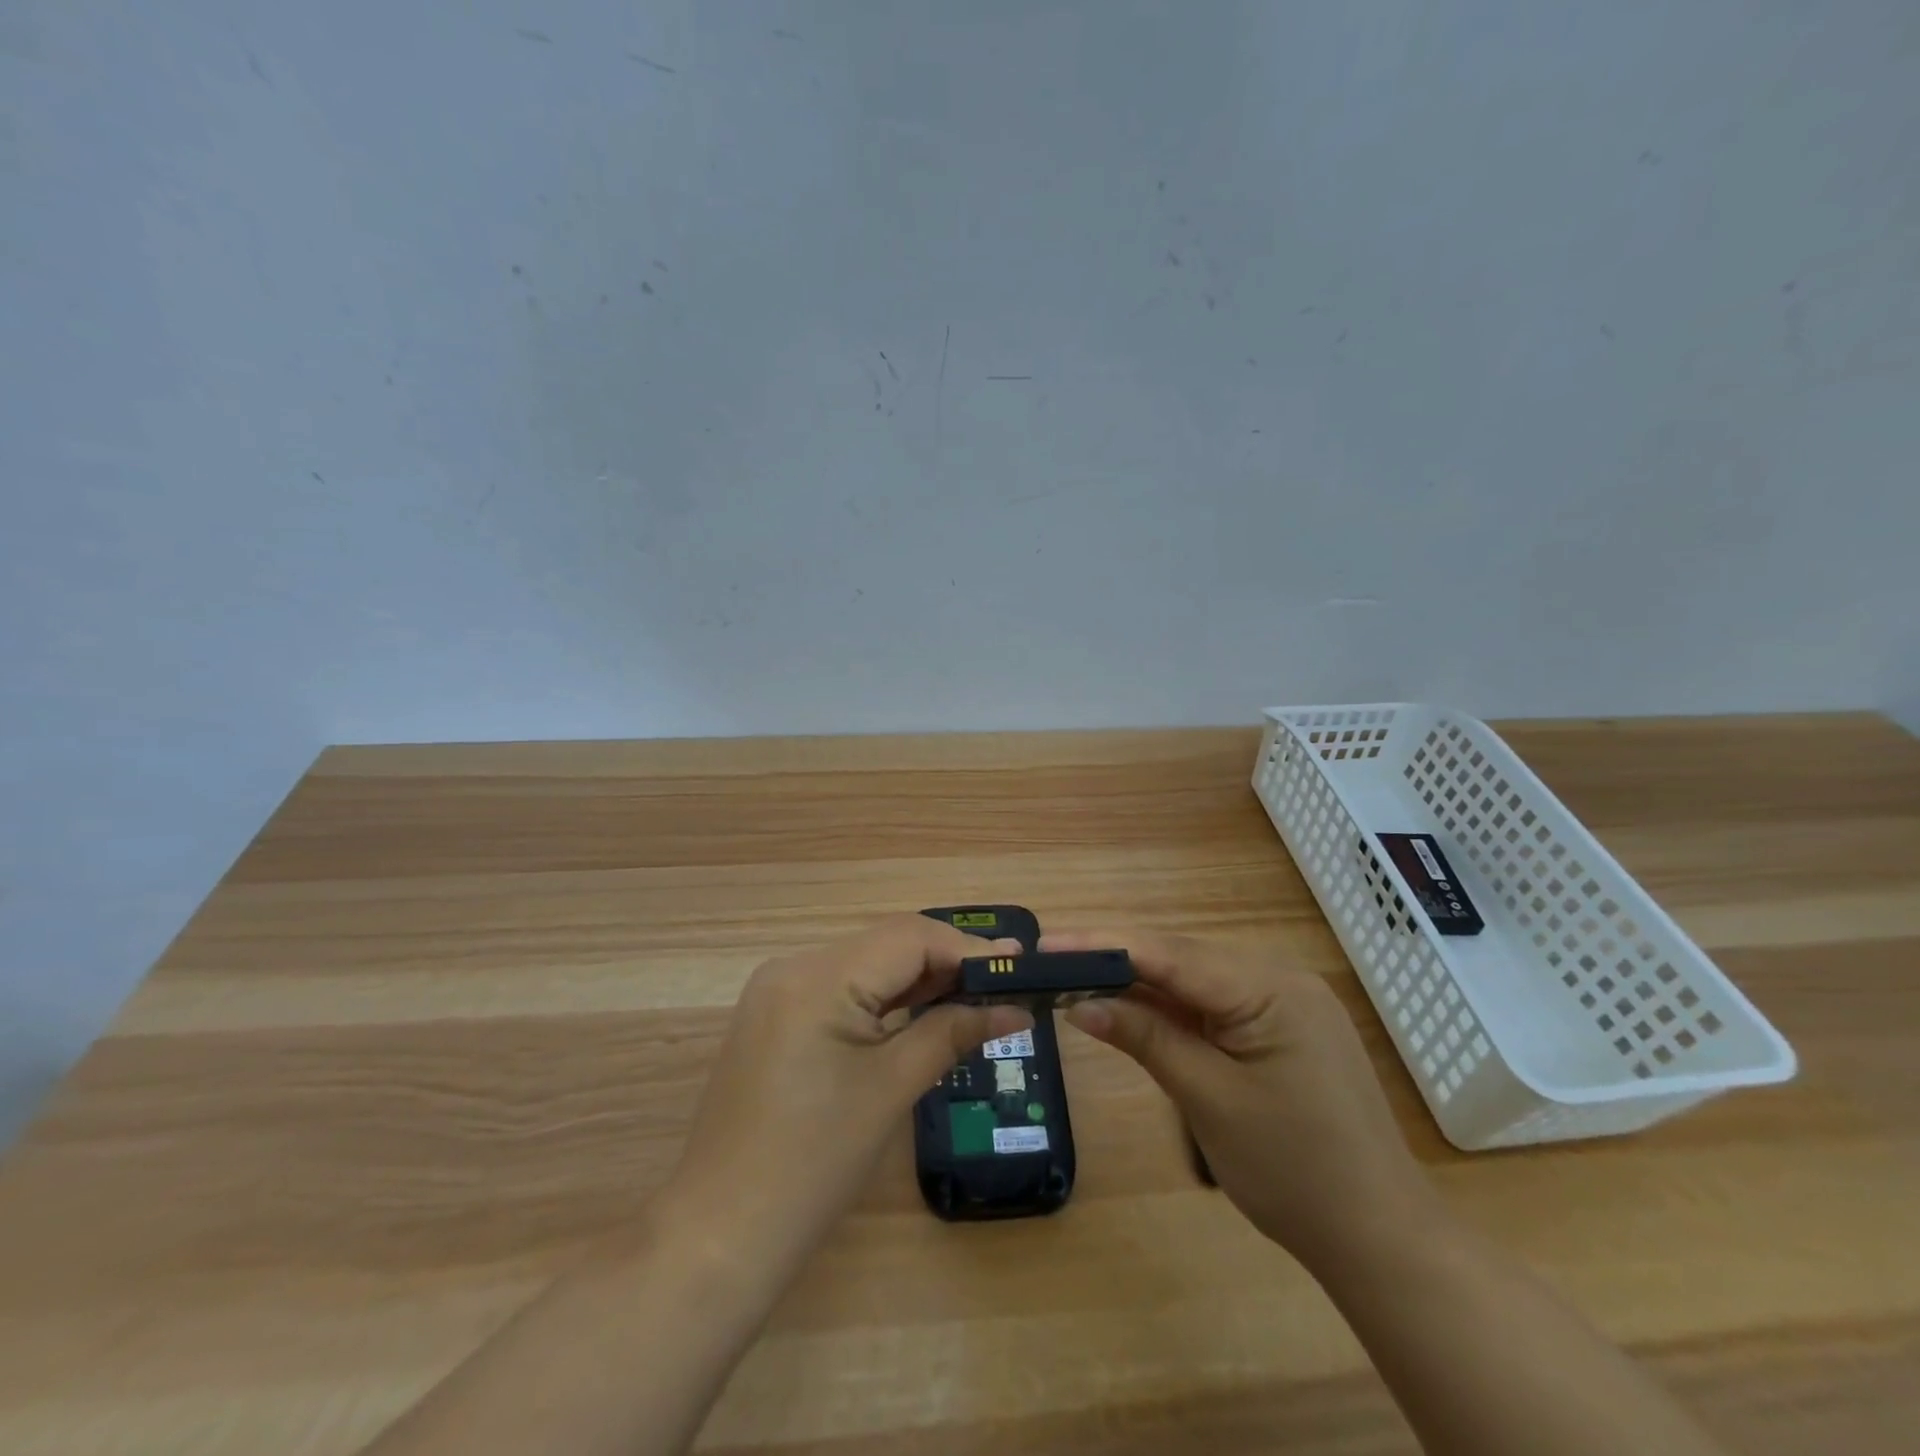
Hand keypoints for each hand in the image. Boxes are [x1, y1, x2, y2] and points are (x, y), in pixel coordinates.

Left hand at [667, 916, 1032, 1269]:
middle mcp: (793, 966)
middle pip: (886, 945)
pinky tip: (921, 1010)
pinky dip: (885, 997)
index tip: (1021, 962)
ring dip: (919, 978)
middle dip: (947, 961)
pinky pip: (842, 989)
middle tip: (1006, 982)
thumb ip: (953, 1033)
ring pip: (866, 964)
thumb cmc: (813, 1165)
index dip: (967, 947)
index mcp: (817, 976)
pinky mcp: (775, 1016)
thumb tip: (1017, 1007)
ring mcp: (778, 991)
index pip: (908, 937)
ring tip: (977, 994)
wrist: (719, 1236)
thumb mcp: (891, 1089)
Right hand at [1045, 929, 1436, 1271]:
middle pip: (1180, 958)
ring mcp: (1283, 1001)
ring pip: (1194, 980)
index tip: (1046, 944)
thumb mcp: (1208, 1099)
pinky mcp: (1280, 1026)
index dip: (1102, 945)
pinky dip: (1170, 1009)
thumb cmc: (1294, 1172)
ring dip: (1139, 984)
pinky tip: (1131, 1008)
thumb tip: (1080, 1003)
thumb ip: (1144, 1038)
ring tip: (1077, 981)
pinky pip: (1213, 1004)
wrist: (1380, 1240)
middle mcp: (1279, 977)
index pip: (1169, 953)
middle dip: (1115, 960)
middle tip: (1051, 963)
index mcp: (1271, 986)